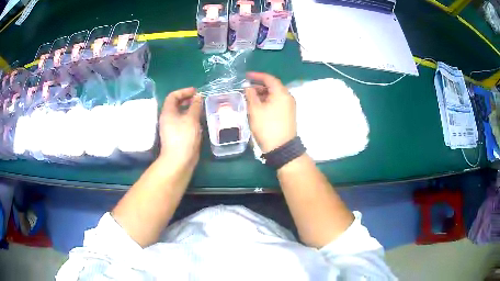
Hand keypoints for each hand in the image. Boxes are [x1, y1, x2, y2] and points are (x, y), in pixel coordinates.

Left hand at [159, 87, 202, 171]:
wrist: (179, 160)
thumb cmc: (184, 137)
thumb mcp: (191, 119)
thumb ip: (195, 106)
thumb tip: (198, 96)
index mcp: (168, 112)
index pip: (173, 96)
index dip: (184, 91)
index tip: (195, 92)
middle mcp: (167, 118)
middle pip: (175, 104)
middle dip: (187, 99)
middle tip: (199, 99)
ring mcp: (171, 128)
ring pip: (179, 114)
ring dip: (189, 109)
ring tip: (200, 108)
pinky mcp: (176, 135)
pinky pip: (182, 122)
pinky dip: (190, 118)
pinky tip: (199, 121)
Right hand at [245, 72, 296, 152]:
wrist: (281, 147)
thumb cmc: (267, 126)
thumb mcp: (255, 110)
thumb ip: (250, 95)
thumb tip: (248, 87)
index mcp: (281, 93)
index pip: (269, 78)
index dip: (257, 76)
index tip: (246, 76)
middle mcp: (288, 97)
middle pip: (272, 86)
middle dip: (258, 86)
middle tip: (245, 90)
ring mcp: (289, 106)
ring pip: (274, 95)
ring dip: (262, 95)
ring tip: (249, 99)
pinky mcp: (288, 114)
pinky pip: (277, 102)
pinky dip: (267, 101)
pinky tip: (257, 107)